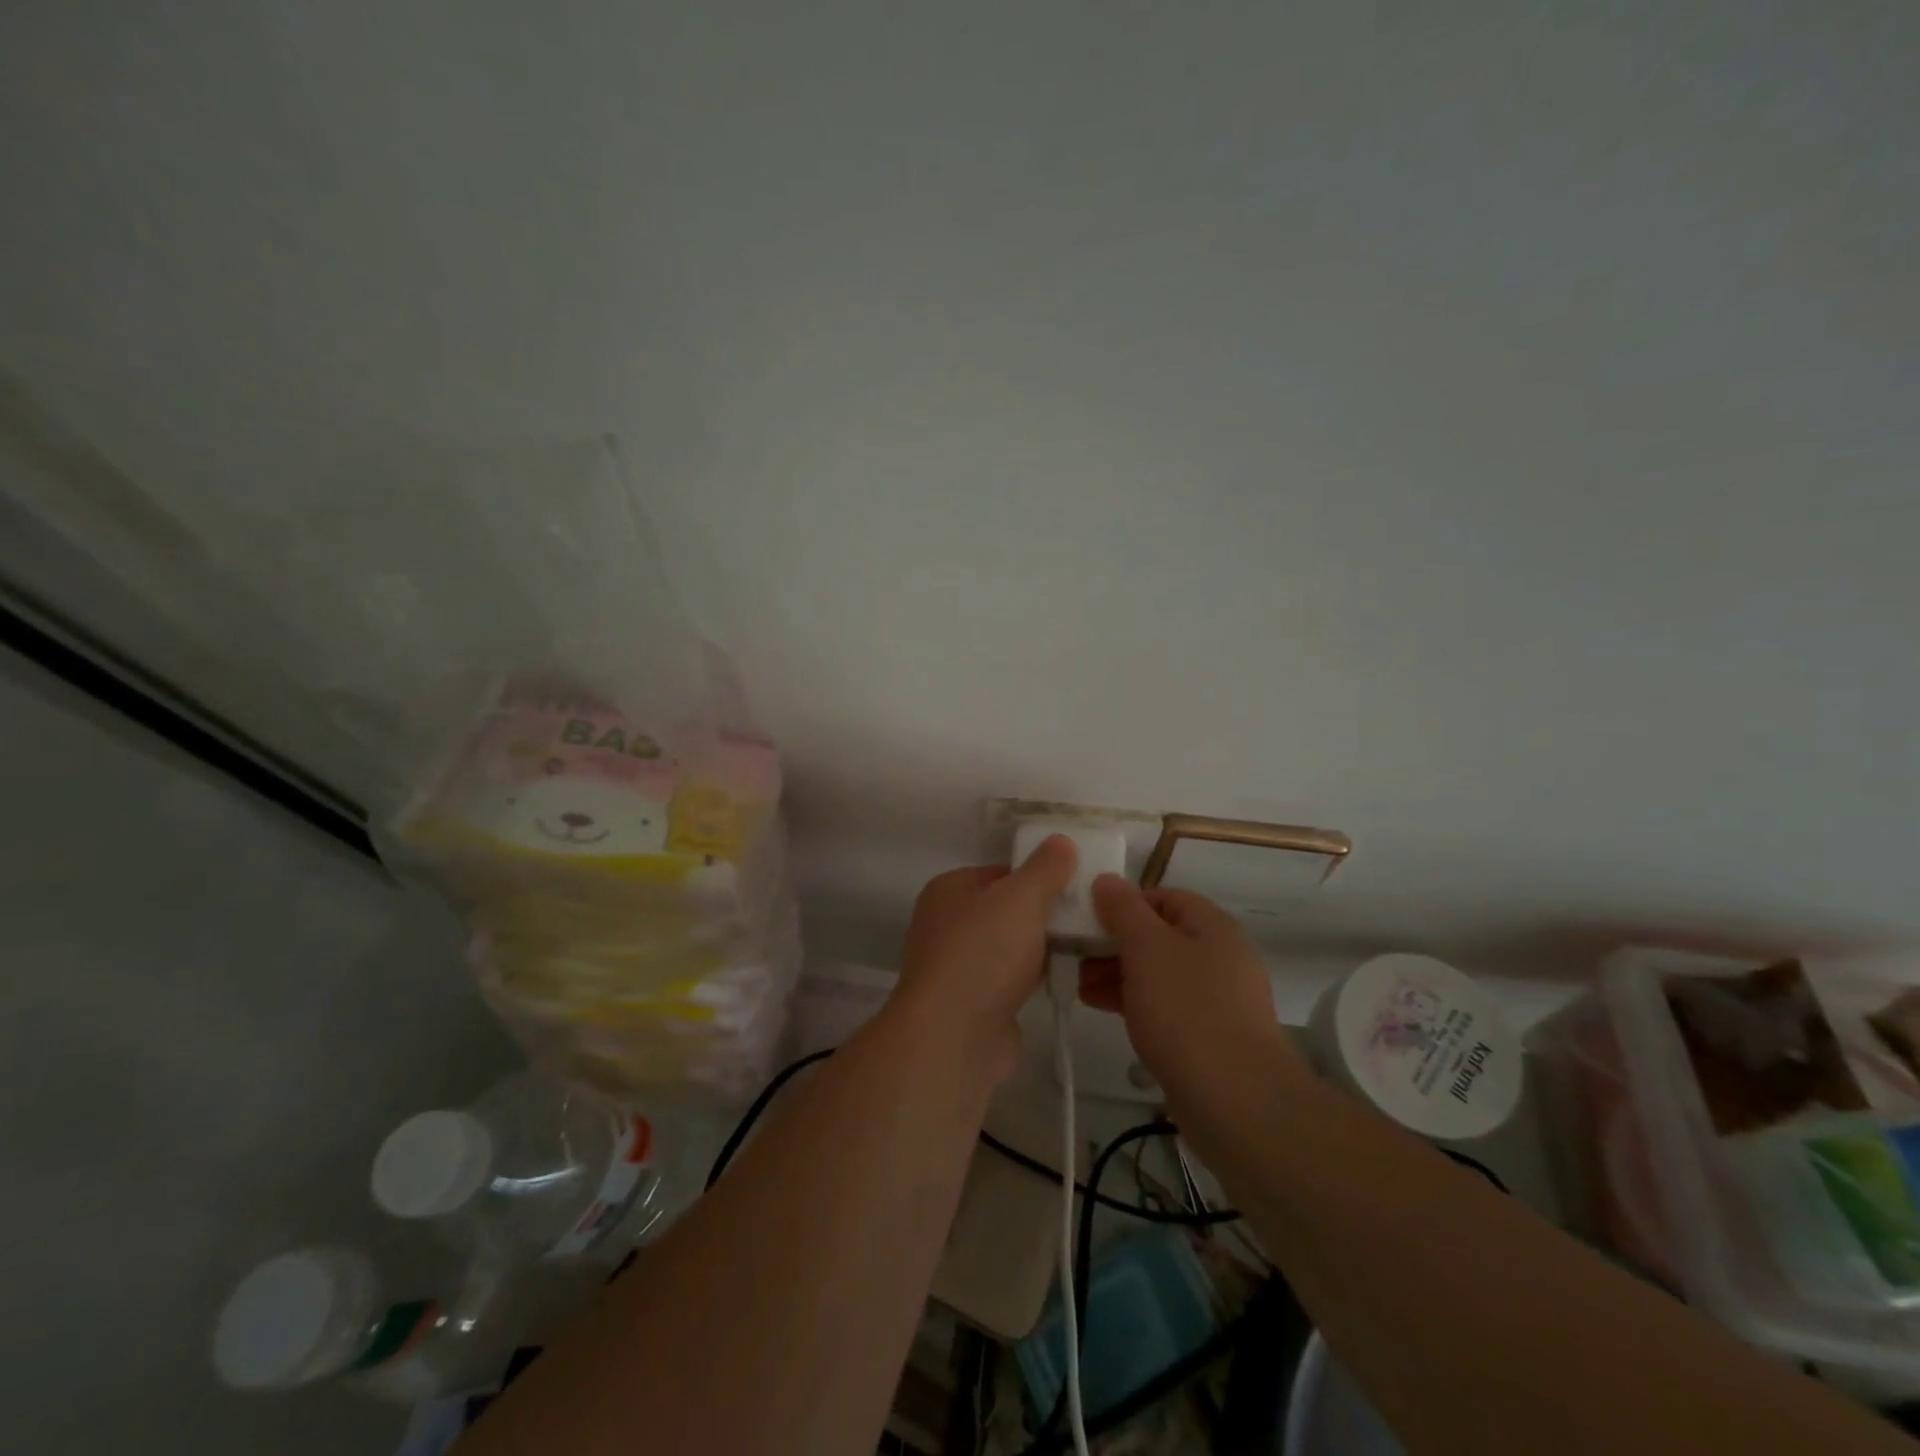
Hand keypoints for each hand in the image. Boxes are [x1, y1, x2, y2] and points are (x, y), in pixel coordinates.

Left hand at [893, 835, 1077, 1074]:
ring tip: (1083, 946)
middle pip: (1006, 909)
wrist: (953, 1037)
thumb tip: (1061, 841)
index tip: (1076, 884)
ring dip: (1040, 948)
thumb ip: (1045, 869)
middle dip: (1043, 914)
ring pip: (1009, 946)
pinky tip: (1063, 979)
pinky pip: (1010, 980)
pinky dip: (1032, 978)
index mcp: (949, 890)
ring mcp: (957, 967)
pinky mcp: (972, 1005)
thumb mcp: (1021, 898)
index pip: (1001, 872)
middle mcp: (946, 924)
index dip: (1038, 876)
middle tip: (1086, 916)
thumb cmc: (983, 953)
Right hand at [1079, 876, 1306, 1112]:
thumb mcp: (1146, 948)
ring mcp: (1217, 998)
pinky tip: (1107, 1013)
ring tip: (1083, 990)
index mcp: (1211, 925)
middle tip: (1077, 960)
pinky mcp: (1210, 1035)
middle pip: (1158, 935)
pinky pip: (1166, 1006)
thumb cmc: (1187, 1011)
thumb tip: (1107, 880)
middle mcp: (1220, 955)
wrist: (1237, 1101)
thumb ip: (1123, 910)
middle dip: (1114, 944)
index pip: (1161, 897)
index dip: (1122, 905)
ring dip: (1118, 975)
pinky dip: (1136, 1003)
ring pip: (1158, 973)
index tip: (1087, 924)